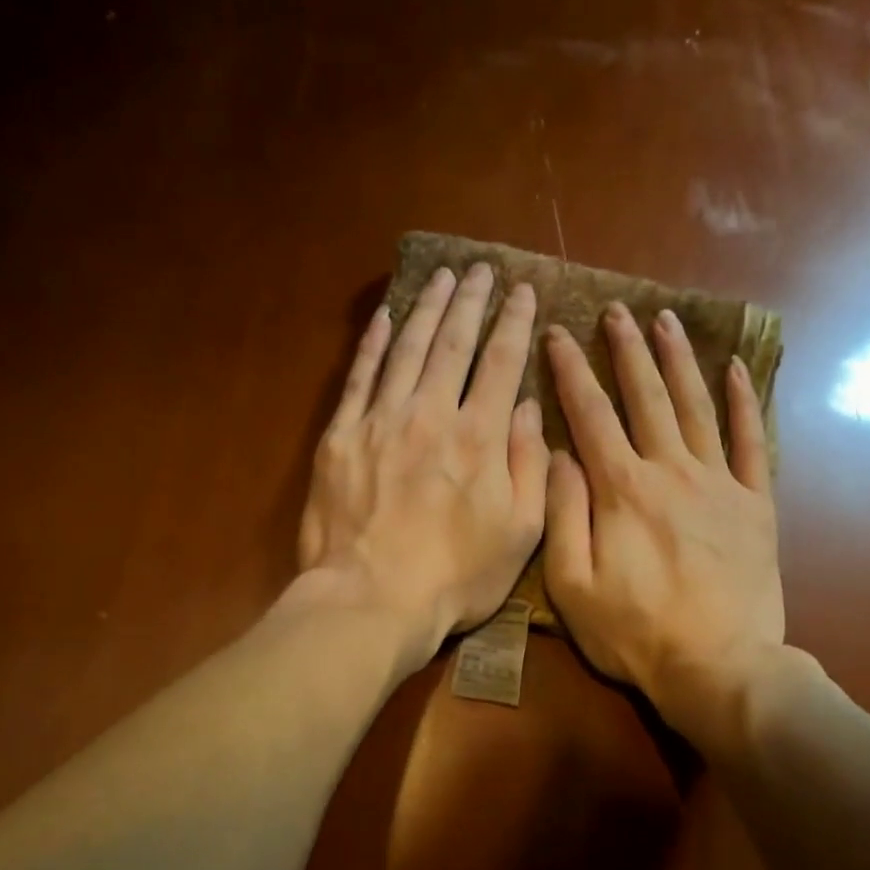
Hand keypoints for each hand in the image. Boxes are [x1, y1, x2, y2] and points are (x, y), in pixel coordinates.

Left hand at [297, 263, 547, 669]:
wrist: (371, 600)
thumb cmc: (455, 577)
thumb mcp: (519, 534)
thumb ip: (528, 466)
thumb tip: (525, 407)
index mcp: (479, 438)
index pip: (500, 363)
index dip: (513, 323)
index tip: (521, 291)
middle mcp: (431, 415)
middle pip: (453, 344)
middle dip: (470, 302)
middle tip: (480, 269)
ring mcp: (380, 421)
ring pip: (408, 350)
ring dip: (427, 309)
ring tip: (441, 277)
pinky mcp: (341, 438)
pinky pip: (359, 378)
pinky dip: (374, 345)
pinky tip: (386, 318)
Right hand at [544, 303, 789, 749]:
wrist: (718, 667)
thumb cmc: (634, 632)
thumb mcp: (573, 584)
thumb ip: (563, 514)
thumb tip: (557, 454)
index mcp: (622, 490)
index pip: (590, 415)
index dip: (571, 371)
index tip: (557, 334)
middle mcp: (671, 471)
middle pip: (646, 397)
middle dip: (626, 351)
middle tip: (616, 310)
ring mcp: (719, 484)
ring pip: (696, 407)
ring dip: (679, 361)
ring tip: (665, 321)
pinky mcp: (755, 504)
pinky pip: (750, 442)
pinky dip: (743, 403)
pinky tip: (735, 370)